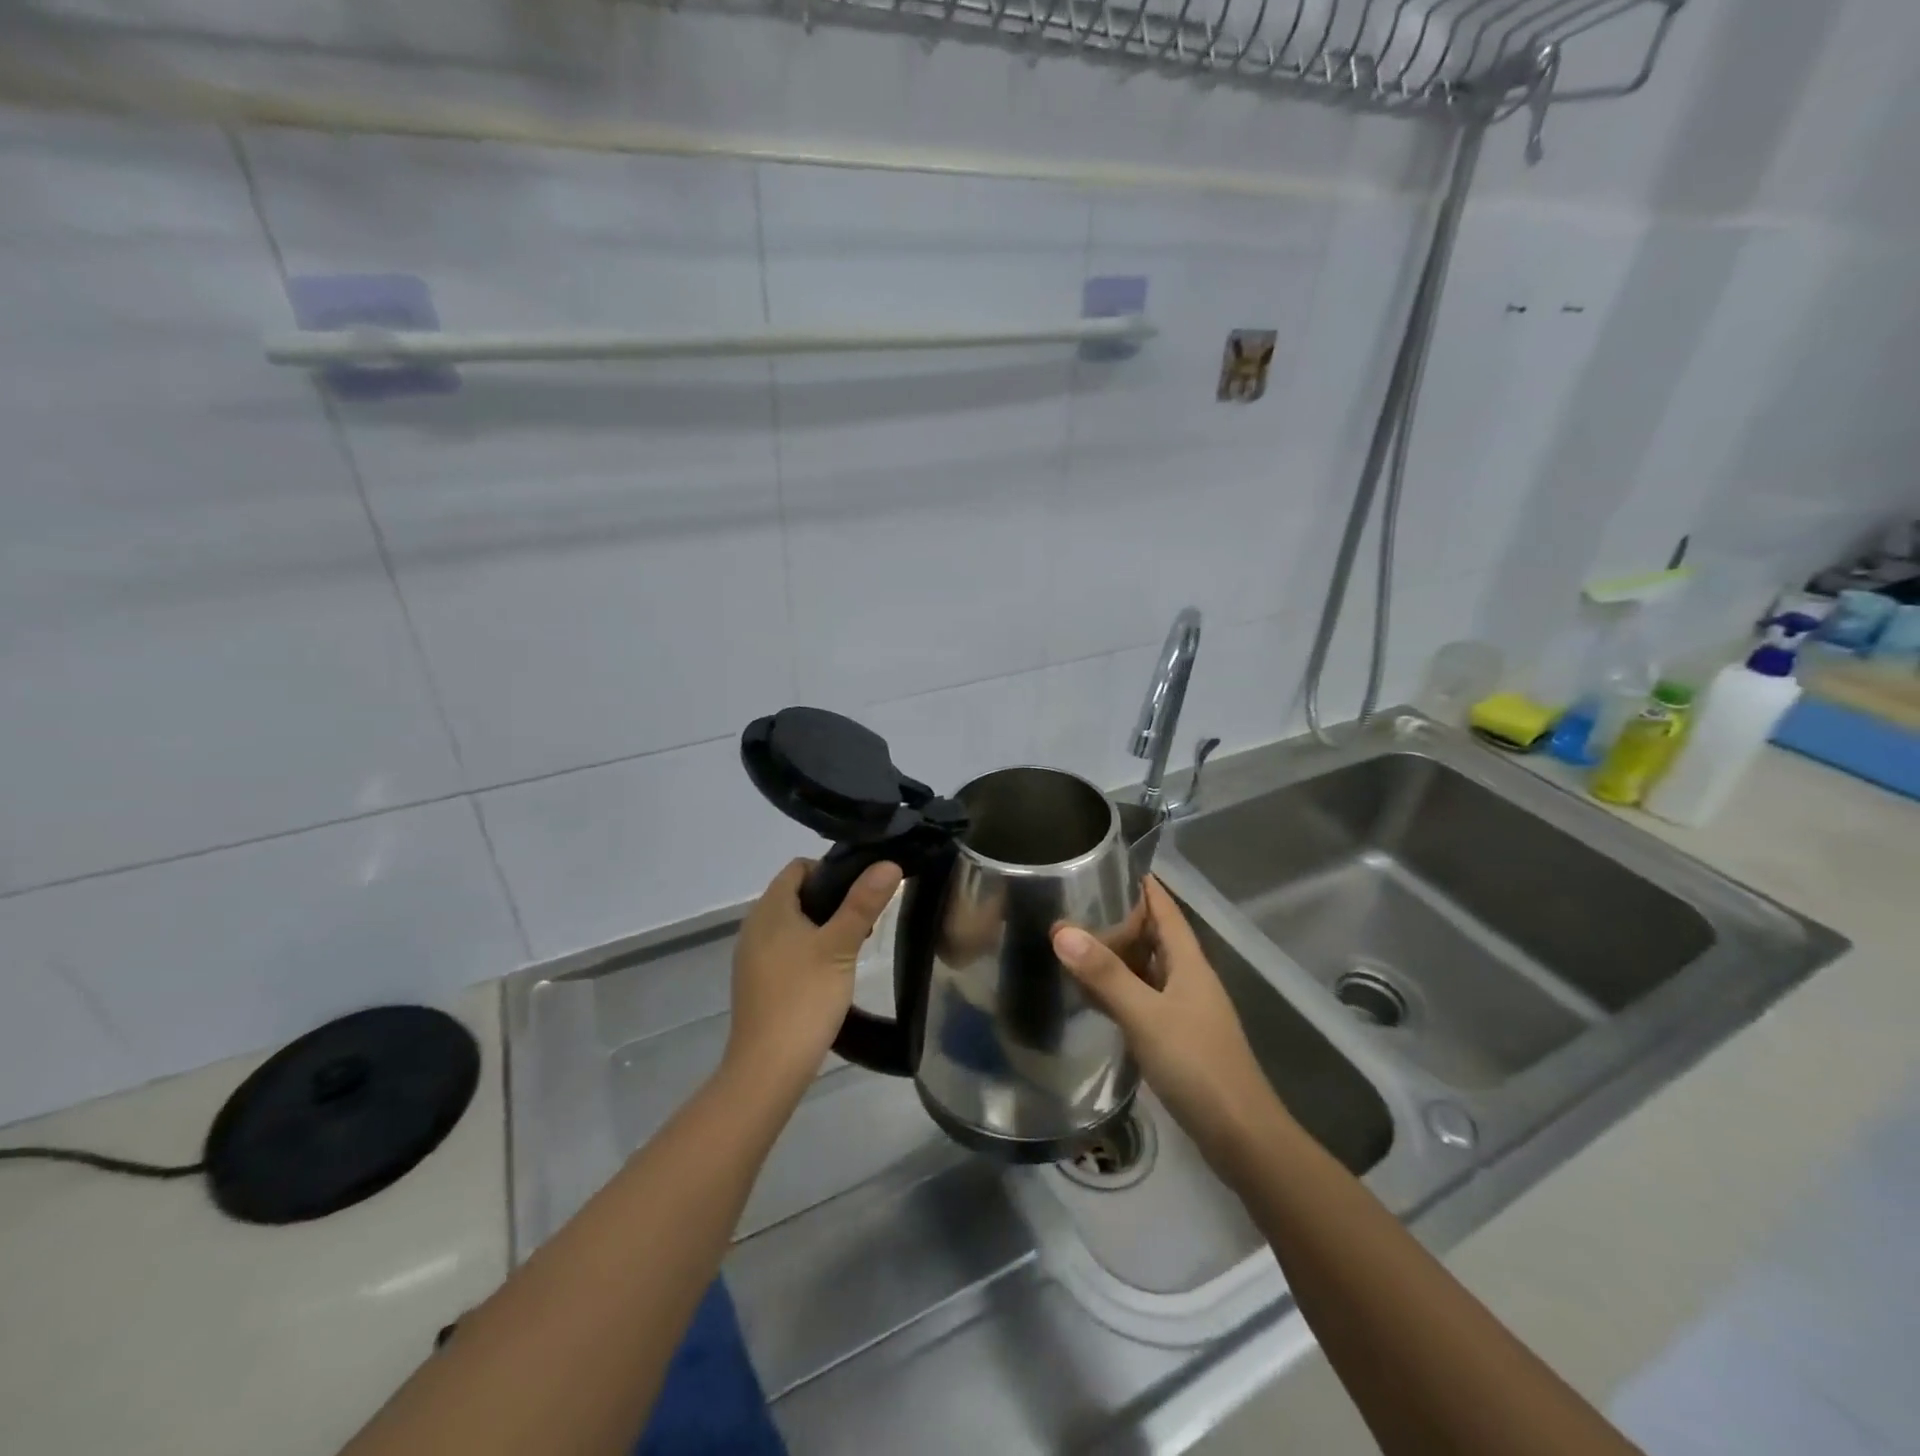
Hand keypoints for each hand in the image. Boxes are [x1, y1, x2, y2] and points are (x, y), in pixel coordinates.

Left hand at [725, 858, 901, 1091]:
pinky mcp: (757, 982)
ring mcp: (753, 956)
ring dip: (823, 927)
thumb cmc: (804, 998)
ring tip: (852, 948)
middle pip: (796, 895)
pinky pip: (786, 950)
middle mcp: (755, 926)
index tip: (862, 890)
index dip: (832, 870)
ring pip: (793, 924)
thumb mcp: (841, 946)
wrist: (768, 1068)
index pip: (799, 867)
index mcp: (770, 909)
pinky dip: (809, 951)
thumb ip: (863, 903)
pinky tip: (829, 974)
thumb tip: (888, 863)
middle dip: (832, 900)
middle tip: (864, 921)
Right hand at [1053, 876, 1283, 1165]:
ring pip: (1149, 971)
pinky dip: (1121, 991)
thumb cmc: (1197, 1064)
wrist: (1241, 1136)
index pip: (1166, 911)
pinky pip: (1145, 1000)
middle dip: (1122, 920)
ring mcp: (1186, 1011)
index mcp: (1189, 963)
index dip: (1144, 888)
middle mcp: (1189, 980)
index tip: (1111, 866)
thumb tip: (1061, 930)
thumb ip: (1105, 975)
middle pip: (1156, 938)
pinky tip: (1096, 997)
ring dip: (1119, 957)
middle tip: (1077, 906)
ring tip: (1078, 944)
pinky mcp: (1179, 1039)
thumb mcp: (1145, 1015)